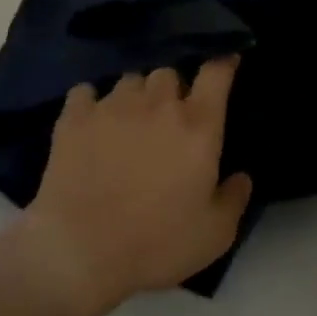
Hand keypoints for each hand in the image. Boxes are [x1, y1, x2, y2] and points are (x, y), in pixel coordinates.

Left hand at [15, 58, 252, 315]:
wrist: (79, 252)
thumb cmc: (156, 244)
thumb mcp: (214, 235)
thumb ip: (234, 199)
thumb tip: (242, 176)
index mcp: (197, 125)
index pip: (216, 74)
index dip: (222, 64)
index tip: (225, 63)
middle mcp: (157, 104)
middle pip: (169, 73)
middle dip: (172, 90)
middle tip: (167, 117)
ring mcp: (113, 105)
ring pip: (130, 80)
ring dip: (135, 96)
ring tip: (128, 121)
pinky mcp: (75, 117)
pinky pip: (86, 91)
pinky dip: (91, 102)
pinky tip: (90, 122)